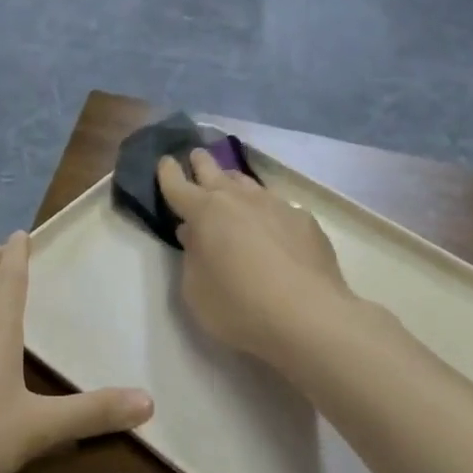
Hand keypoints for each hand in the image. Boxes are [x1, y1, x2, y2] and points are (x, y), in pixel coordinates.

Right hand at [158, 148, 355, 364]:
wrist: (307, 316)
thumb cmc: (238, 306)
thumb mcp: (195, 291)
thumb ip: (191, 258)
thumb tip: (195, 235)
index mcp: (205, 213)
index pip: (178, 186)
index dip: (168, 173)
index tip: (165, 161)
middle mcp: (240, 200)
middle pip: (215, 172)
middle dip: (201, 163)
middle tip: (195, 156)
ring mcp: (276, 206)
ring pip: (248, 184)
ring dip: (234, 182)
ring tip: (230, 183)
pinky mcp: (305, 221)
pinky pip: (277, 207)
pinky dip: (265, 210)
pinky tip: (270, 224)